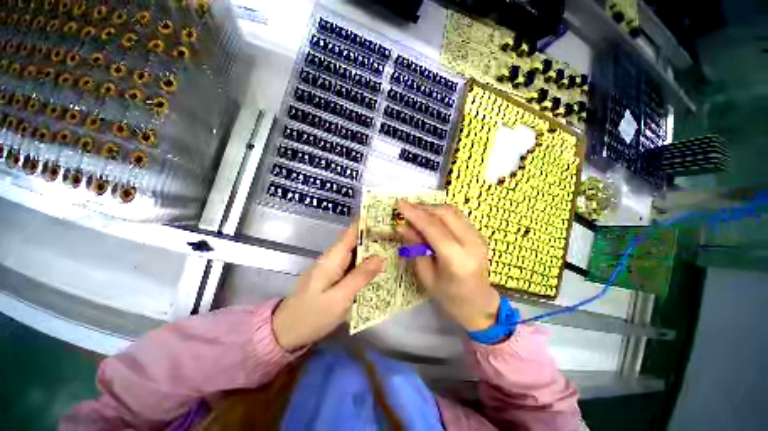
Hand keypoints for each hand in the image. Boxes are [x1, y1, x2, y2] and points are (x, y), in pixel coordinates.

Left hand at [273, 223, 383, 350]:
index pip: (351, 232)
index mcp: (333, 258)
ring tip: (395, 249)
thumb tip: (380, 256)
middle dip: (375, 237)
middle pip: (356, 241)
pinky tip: (381, 269)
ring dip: (373, 251)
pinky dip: (367, 265)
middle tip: (399, 236)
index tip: (386, 217)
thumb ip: (360, 276)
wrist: (286, 333)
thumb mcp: (339, 298)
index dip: (367, 222)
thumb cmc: (311, 315)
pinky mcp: (334, 277)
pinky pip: (353, 266)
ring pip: (356, 254)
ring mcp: (333, 268)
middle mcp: (333, 258)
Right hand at [398, 202, 499, 330]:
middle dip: (423, 208)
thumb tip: (403, 226)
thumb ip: (416, 247)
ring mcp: (479, 237)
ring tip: (415, 211)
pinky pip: (457, 216)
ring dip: (431, 208)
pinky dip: (440, 213)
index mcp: (457, 260)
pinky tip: (429, 217)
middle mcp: (472, 244)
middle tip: (405, 208)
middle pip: (445, 214)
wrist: (478, 303)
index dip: (415, 215)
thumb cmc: (449, 296)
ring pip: (452, 211)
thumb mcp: (426, 275)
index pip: (434, 229)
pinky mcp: (479, 234)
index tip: (399, 205)